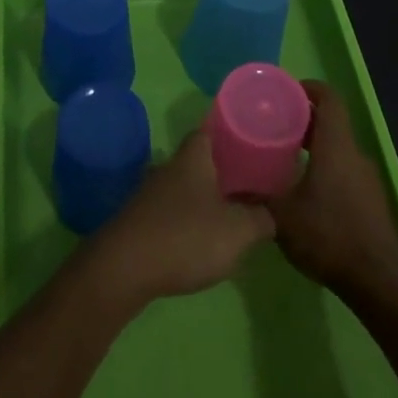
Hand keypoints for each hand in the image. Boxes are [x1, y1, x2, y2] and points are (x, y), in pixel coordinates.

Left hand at [82, 130, 274, 311]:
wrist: (125, 267)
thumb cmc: (186, 237)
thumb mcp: (238, 231)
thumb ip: (261, 218)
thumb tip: (272, 212)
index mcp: (192, 158)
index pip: (209, 131)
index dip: (230, 134)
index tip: (251, 143)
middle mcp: (169, 167)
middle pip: (198, 160)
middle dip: (222, 170)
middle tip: (250, 184)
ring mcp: (150, 193)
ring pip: (184, 186)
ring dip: (205, 197)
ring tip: (231, 214)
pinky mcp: (140, 219)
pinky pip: (171, 210)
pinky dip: (188, 218)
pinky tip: (202, 239)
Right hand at [267, 81, 397, 303]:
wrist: (378, 282)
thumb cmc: (328, 236)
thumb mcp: (280, 216)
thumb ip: (255, 196)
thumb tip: (228, 187)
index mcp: (336, 147)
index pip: (329, 99)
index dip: (308, 88)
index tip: (284, 91)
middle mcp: (355, 155)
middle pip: (331, 122)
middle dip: (303, 117)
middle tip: (273, 123)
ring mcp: (367, 179)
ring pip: (338, 147)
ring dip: (314, 144)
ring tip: (283, 155)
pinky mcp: (371, 200)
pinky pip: (344, 169)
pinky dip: (324, 166)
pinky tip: (303, 188)